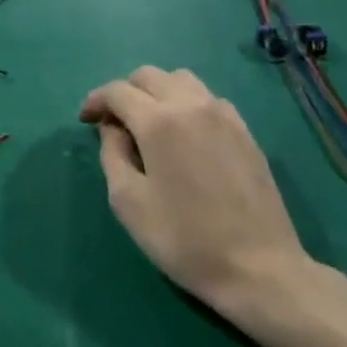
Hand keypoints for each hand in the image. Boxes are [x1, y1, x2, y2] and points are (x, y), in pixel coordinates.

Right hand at [81, 67, 317, 332]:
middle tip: (115, 122)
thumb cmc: (185, 239)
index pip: (118, 91)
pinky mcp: (245, 130)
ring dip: (157, 92)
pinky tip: (186, 135)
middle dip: (125, 92)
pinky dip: (186, 103)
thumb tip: (113, 128)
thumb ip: (112, 154)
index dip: (96, 100)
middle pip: (148, 76)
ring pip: (180, 80)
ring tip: (151, 123)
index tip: (86, 119)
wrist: (261, 270)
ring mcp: (223, 114)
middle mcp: (190, 105)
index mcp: (158, 121)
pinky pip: (207, 98)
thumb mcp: (129, 203)